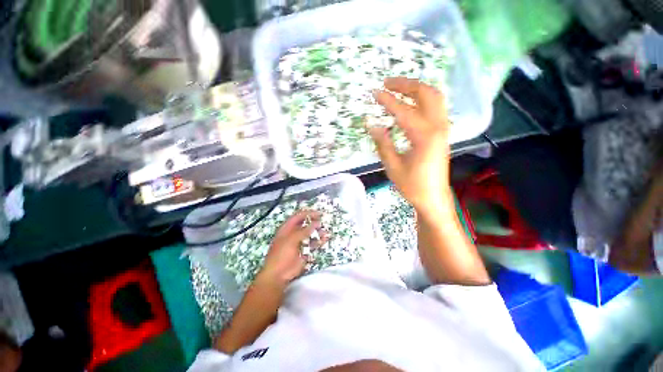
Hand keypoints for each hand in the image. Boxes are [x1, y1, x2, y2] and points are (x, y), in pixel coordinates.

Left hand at [258, 210, 325, 284]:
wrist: (278, 274)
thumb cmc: (282, 254)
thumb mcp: (292, 239)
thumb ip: (304, 230)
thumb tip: (316, 223)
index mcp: (287, 228)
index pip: (298, 216)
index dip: (308, 213)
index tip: (319, 213)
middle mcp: (294, 233)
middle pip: (306, 224)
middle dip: (315, 222)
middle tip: (324, 221)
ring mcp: (299, 242)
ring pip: (311, 234)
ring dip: (318, 232)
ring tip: (326, 231)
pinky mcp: (304, 251)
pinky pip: (313, 244)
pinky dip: (319, 241)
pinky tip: (325, 239)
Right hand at [370, 77, 450, 213]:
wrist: (433, 198)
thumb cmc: (412, 185)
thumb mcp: (393, 166)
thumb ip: (383, 144)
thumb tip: (372, 125)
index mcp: (424, 136)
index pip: (403, 111)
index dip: (387, 100)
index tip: (374, 92)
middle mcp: (438, 127)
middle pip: (426, 94)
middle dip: (406, 84)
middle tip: (388, 83)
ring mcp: (443, 129)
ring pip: (435, 97)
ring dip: (416, 89)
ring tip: (398, 89)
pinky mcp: (442, 133)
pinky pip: (436, 107)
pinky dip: (423, 99)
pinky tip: (411, 103)